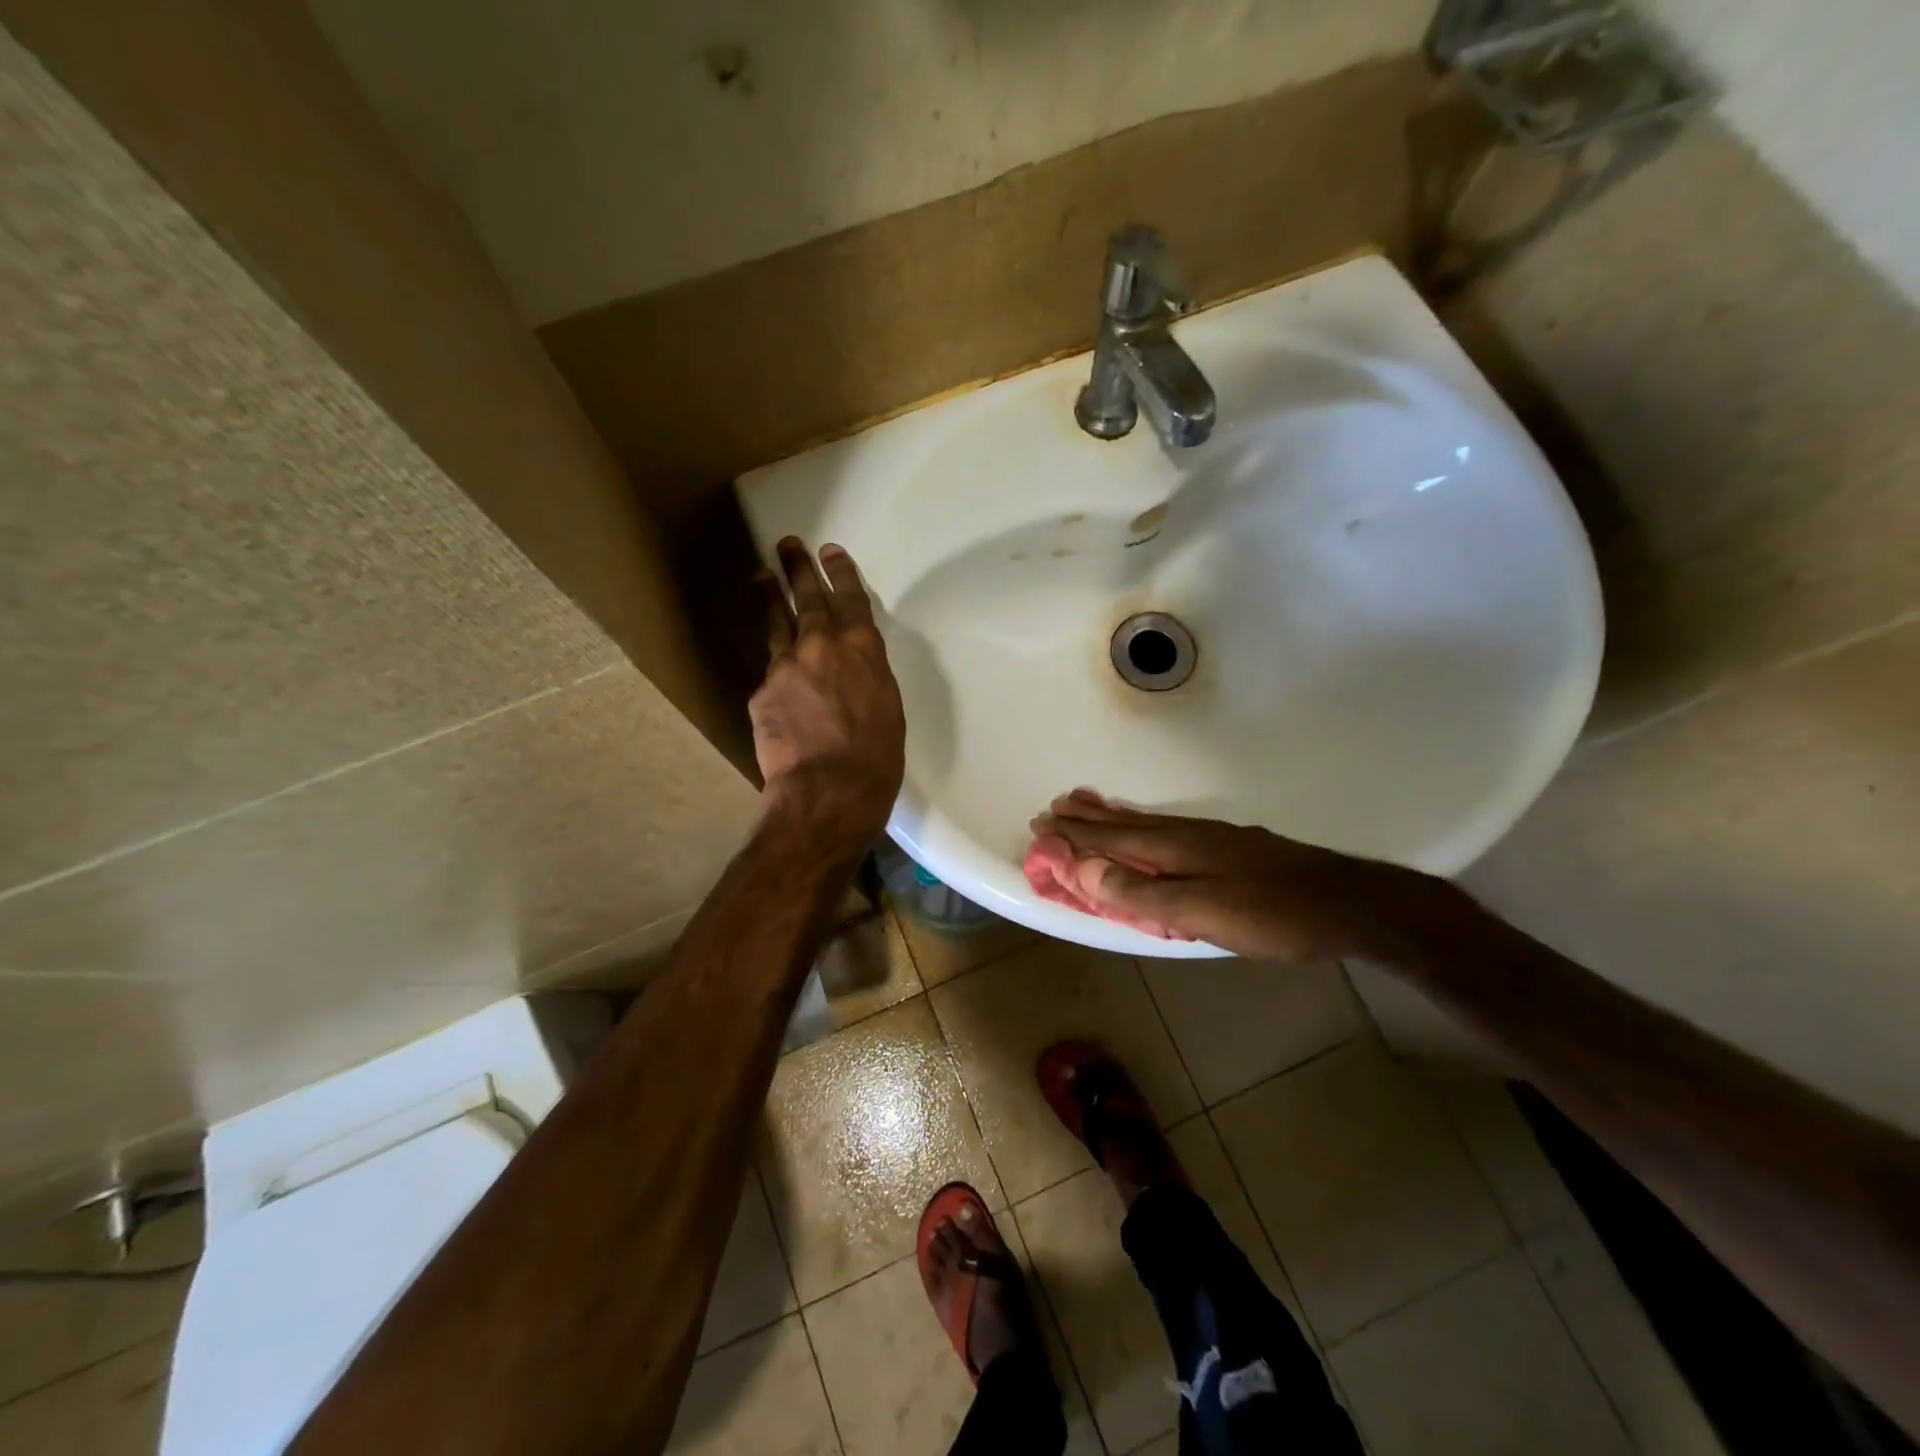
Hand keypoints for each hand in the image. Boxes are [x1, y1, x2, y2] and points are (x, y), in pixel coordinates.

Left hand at [751, 538, 905, 849]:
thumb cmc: (876, 758)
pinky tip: (775, 672)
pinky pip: (771, 672)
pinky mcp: (762, 692)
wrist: (829, 791)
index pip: (851, 599)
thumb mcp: (887, 709)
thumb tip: (852, 671)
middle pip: (808, 598)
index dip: (841, 573)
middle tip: (789, 545)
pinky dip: (775, 667)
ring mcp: (787, 666)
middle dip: (800, 569)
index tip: (831, 552)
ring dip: (771, 597)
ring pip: (777, 623)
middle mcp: (822, 646)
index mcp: (863, 650)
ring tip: (763, 576)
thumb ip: (867, 677)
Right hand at [1026, 789, 1383, 962]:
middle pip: (1126, 825)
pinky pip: (1169, 828)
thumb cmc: (1272, 914)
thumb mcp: (1201, 911)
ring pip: (1148, 823)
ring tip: (1088, 805)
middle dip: (1087, 819)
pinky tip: (1151, 827)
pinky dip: (1143, 823)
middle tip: (1054, 807)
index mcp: (1175, 848)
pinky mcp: (1230, 847)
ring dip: (1112, 816)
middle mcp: (1188, 834)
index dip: (1075, 836)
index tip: (1041, 827)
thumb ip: (1141, 893)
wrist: (1349, 904)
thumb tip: (1083, 869)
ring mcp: (1212, 838)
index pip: (1111, 840)